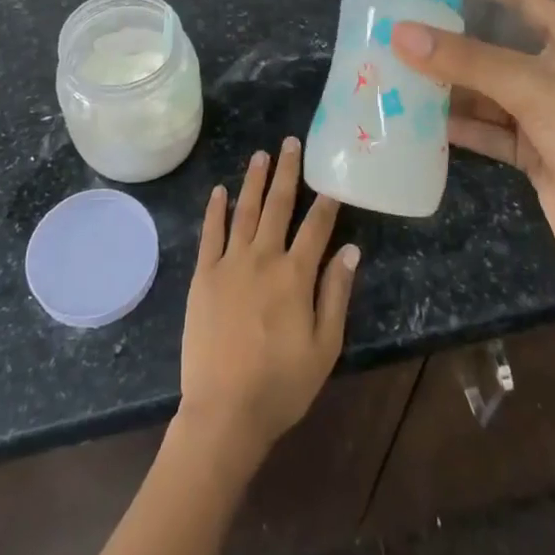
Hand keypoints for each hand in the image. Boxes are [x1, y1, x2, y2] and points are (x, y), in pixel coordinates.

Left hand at [178, 138, 358, 466]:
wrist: (224, 412)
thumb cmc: (281, 385)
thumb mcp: (324, 346)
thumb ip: (336, 294)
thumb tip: (350, 250)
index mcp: (295, 275)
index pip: (315, 227)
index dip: (325, 202)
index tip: (331, 179)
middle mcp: (262, 258)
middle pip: (277, 206)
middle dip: (286, 173)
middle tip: (290, 143)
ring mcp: (229, 264)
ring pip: (244, 211)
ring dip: (253, 181)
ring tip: (260, 155)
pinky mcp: (204, 276)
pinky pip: (210, 234)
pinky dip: (215, 210)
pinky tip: (219, 190)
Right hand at [390, 0, 554, 282]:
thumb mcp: (532, 88)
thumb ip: (467, 61)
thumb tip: (400, 33)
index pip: (527, 2)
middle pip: (495, 51)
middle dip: (452, 41)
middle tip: (402, 23)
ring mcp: (543, 119)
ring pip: (484, 93)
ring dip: (446, 86)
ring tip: (395, 68)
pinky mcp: (530, 155)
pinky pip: (483, 131)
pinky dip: (453, 125)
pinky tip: (414, 117)